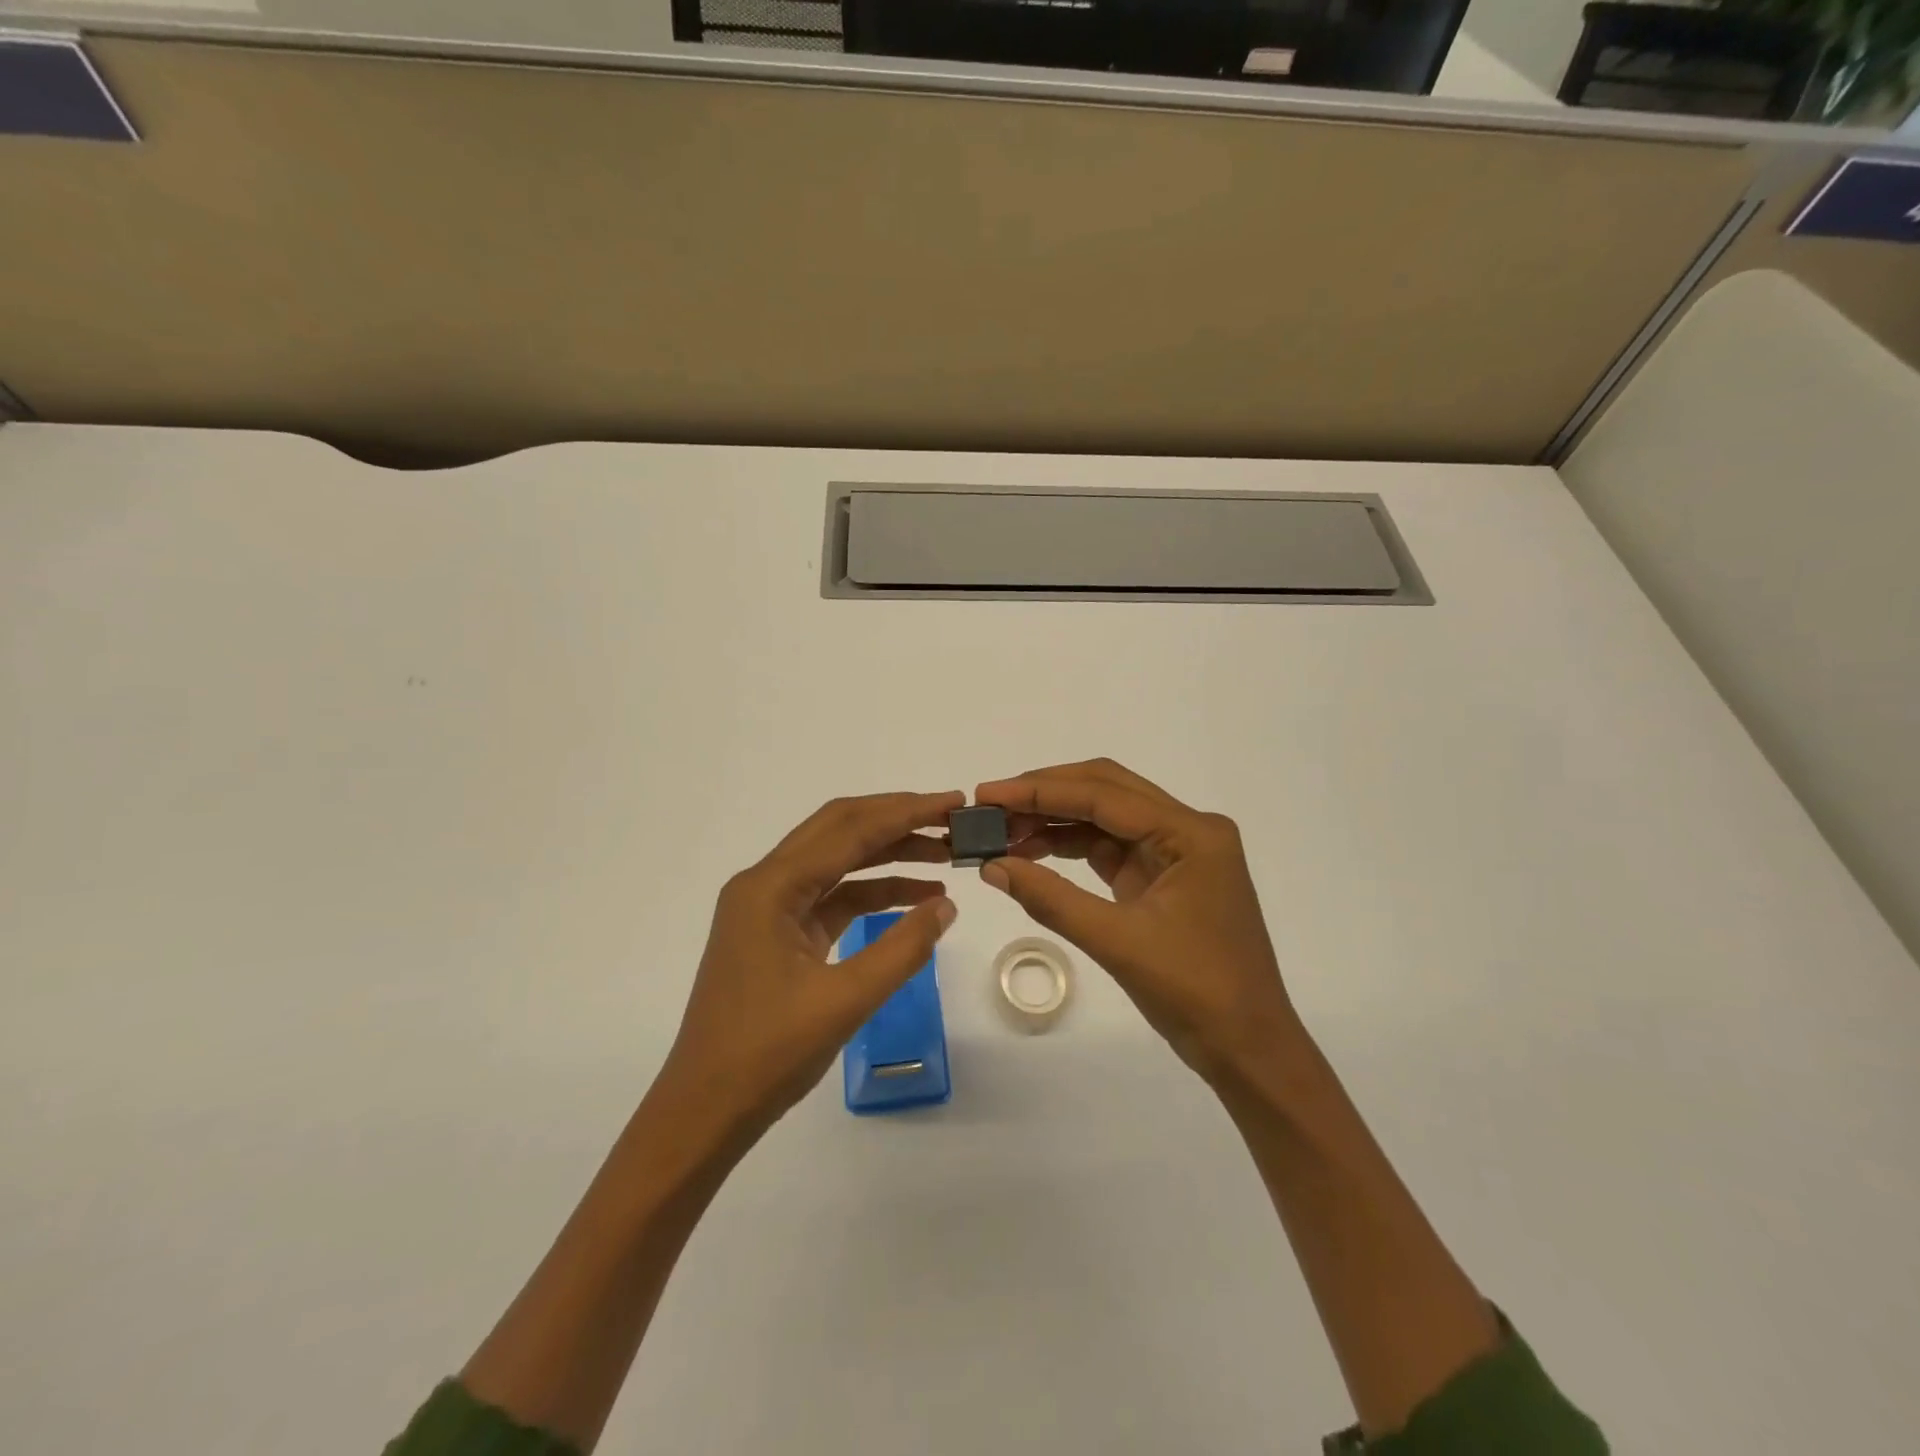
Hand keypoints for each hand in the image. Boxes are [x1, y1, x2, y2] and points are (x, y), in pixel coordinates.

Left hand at [654, 791, 962, 1147]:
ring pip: (837, 861)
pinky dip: (872, 892)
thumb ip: (902, 949)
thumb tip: (946, 906)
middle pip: (839, 830)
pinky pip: (832, 896)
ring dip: (888, 854)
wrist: (704, 1111)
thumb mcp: (845, 1001)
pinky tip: (914, 898)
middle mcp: (765, 884)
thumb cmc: (767, 1055)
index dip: (906, 812)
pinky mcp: (779, 933)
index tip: (954, 802)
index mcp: (770, 887)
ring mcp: (769, 908)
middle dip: (897, 819)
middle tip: (951, 819)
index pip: (849, 830)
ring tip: (943, 855)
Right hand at [976, 759, 1300, 1085]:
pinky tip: (1033, 853)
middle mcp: (1188, 829)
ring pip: (1105, 817)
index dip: (1039, 791)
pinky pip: (1110, 847)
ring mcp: (1177, 852)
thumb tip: (991, 866)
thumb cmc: (1195, 993)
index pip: (1103, 794)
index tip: (987, 794)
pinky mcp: (1163, 876)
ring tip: (1002, 832)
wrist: (1248, 1049)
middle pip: (1106, 791)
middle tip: (990, 806)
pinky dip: (1071, 847)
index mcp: (1190, 833)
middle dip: (1045, 795)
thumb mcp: (1118, 943)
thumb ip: (1051, 899)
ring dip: (1055, 821)